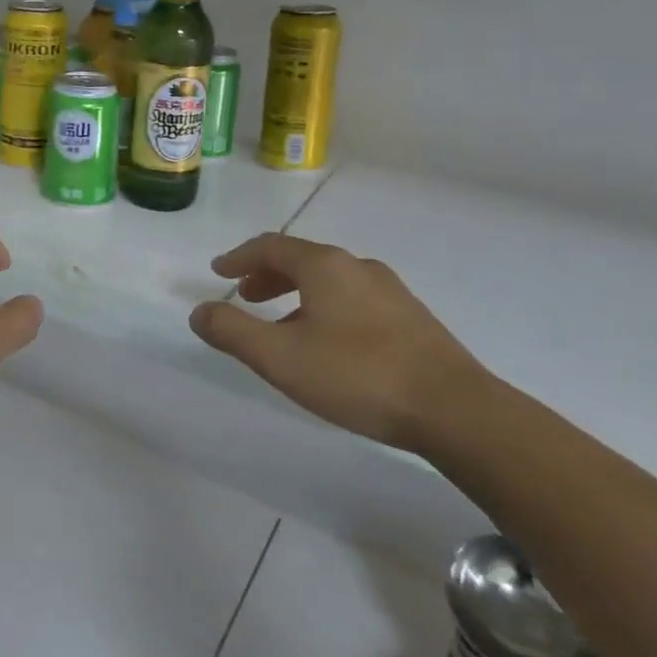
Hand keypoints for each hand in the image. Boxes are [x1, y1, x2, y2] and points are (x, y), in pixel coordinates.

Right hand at [188, 233, 489, 453]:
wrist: (457, 411)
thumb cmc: (358, 375)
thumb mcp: (279, 357)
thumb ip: (232, 332)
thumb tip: (198, 312)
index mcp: (324, 266)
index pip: (270, 246)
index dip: (239, 257)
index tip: (218, 272)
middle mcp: (358, 267)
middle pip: (301, 259)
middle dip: (267, 275)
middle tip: (246, 297)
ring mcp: (391, 292)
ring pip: (330, 281)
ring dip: (296, 293)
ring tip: (282, 324)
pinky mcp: (412, 320)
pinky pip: (354, 300)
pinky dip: (325, 307)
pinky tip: (328, 344)